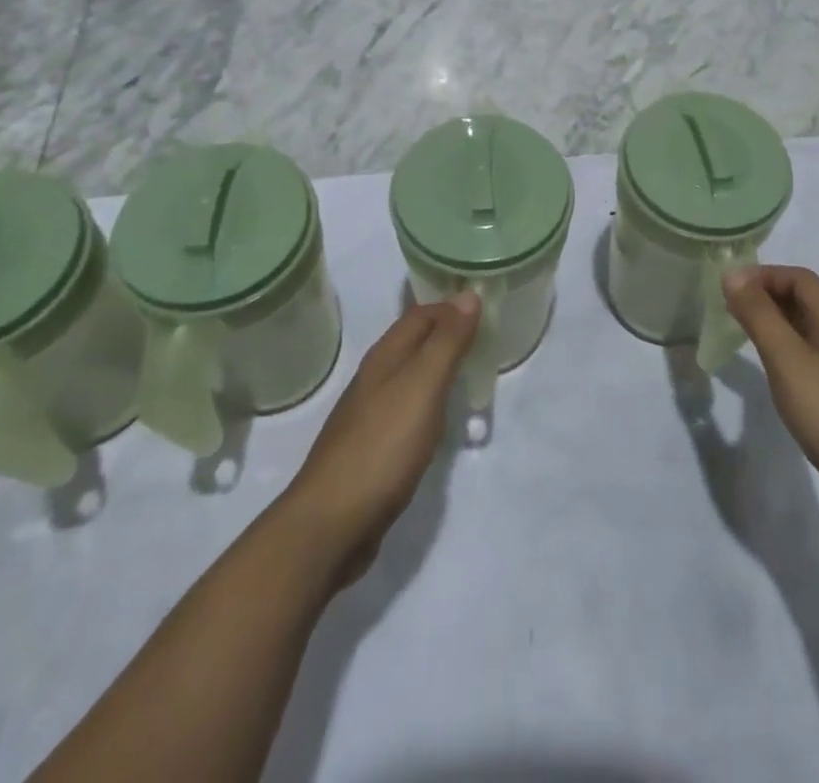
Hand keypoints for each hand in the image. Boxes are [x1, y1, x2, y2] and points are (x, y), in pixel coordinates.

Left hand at [282, 295, 480, 588]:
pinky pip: (406, 409)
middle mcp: (374, 379)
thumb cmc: (382, 446)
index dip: (451, 306)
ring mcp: (369, 415)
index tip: (486, 306)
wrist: (331, 523)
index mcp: (385, 357)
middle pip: (413, 342)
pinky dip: (429, 402)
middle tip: (487, 335)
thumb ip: (447, 342)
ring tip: (471, 371)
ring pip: (409, 376)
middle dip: (446, 333)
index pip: (421, 314)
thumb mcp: (423, 386)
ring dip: (438, 367)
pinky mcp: (372, 449)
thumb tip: (468, 294)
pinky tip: (442, 418)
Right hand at [724, 267, 818, 543]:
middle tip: (729, 309)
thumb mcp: (787, 359)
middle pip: (804, 301)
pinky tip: (771, 374)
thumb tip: (733, 273)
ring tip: (742, 335)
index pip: (800, 278)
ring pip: (806, 331)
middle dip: (766, 296)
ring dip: (774, 324)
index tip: (730, 288)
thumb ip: (759, 316)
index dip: (764, 275)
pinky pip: (809, 359)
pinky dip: (785, 353)